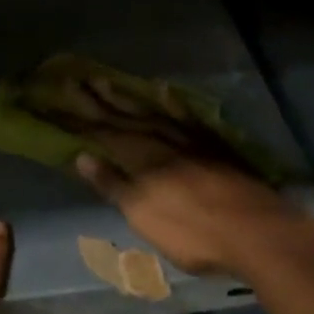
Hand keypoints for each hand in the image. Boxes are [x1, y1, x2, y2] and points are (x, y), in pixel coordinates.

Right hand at [50, 77, 307, 276]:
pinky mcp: (214, 146)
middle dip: (97, 101)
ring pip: (151, 113)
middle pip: (123, 118)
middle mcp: (162, 142)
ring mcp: (190, 141)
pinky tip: (164, 92)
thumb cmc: (193, 232)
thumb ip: (114, 184)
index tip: (56, 98)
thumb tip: (82, 156)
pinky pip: (186, 117)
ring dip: (127, 98)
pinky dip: (172, 104)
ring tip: (106, 81)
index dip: (78, 118)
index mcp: (141, 159)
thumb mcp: (143, 215)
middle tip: (75, 81)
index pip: (101, 133)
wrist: (257, 232)